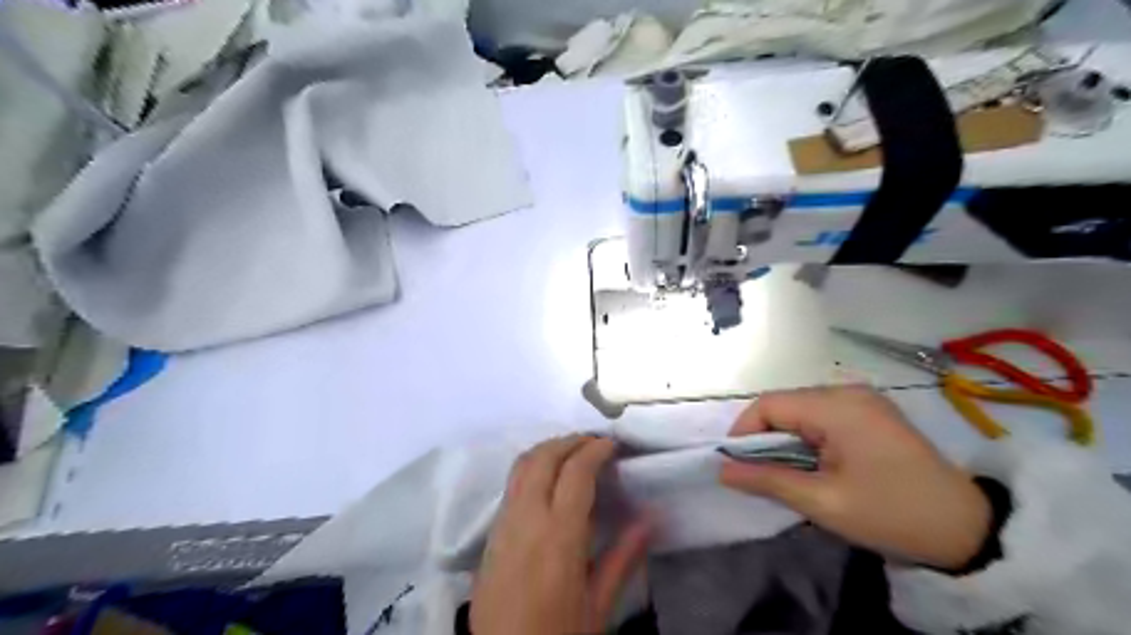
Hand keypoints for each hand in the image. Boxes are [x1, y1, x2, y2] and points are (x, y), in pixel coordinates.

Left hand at [472, 437, 650, 634]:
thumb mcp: (597, 606)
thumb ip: (623, 557)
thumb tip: (651, 518)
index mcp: (559, 535)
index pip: (575, 472)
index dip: (594, 450)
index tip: (612, 444)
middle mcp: (527, 517)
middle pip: (544, 458)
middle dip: (570, 441)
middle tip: (595, 443)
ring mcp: (504, 522)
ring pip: (523, 464)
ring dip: (548, 449)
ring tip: (573, 452)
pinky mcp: (490, 532)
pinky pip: (512, 483)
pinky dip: (532, 465)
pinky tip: (548, 478)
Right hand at [715, 385, 991, 572]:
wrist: (968, 529)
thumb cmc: (892, 513)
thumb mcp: (823, 501)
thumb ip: (767, 480)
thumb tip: (722, 470)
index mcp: (837, 406)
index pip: (769, 404)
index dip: (744, 432)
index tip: (735, 464)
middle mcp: (847, 391)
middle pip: (785, 404)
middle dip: (765, 438)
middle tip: (760, 475)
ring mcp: (862, 399)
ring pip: (801, 410)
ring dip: (786, 439)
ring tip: (786, 474)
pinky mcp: (871, 412)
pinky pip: (822, 416)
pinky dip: (807, 438)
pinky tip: (814, 464)